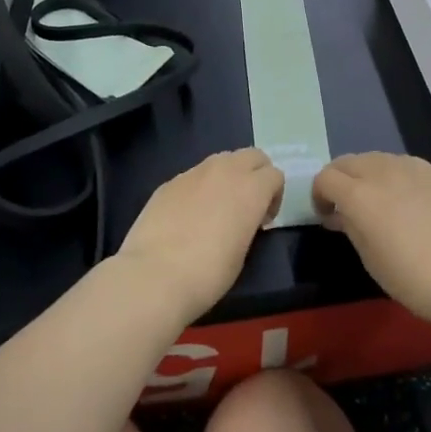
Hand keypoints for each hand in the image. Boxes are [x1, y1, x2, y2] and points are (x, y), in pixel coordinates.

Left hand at [115, 148, 282, 323]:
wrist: (155, 275)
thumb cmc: (209, 273)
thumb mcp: (243, 252)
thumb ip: (248, 223)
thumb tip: (240, 219)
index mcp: (251, 189)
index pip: (275, 175)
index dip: (274, 197)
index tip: (263, 221)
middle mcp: (225, 171)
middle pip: (252, 156)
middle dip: (256, 174)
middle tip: (247, 205)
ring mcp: (194, 173)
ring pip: (222, 160)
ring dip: (228, 176)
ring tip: (217, 207)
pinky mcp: (169, 182)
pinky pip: (194, 175)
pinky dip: (200, 187)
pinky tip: (188, 216)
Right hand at [312, 153, 430, 326]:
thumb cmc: (412, 278)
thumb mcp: (368, 257)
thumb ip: (349, 225)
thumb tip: (340, 212)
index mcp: (359, 194)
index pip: (325, 178)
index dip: (319, 195)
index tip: (326, 216)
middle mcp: (383, 171)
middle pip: (348, 161)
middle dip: (340, 180)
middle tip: (346, 207)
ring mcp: (413, 168)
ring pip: (377, 159)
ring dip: (367, 175)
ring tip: (378, 202)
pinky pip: (405, 166)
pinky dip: (395, 177)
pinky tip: (409, 202)